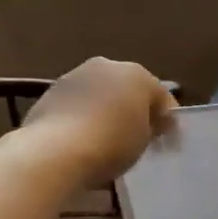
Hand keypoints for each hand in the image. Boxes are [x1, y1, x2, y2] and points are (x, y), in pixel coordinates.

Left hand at [21, 58, 175, 180]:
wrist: (54, 152)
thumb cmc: (112, 144)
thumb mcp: (144, 141)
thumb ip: (150, 127)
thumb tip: (149, 125)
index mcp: (138, 74)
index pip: (162, 97)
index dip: (168, 120)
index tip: (168, 142)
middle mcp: (108, 66)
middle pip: (129, 89)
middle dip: (135, 109)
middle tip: (139, 136)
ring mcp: (75, 76)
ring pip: (101, 94)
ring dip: (107, 110)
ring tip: (109, 139)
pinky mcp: (50, 92)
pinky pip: (78, 105)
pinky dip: (84, 116)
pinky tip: (84, 138)